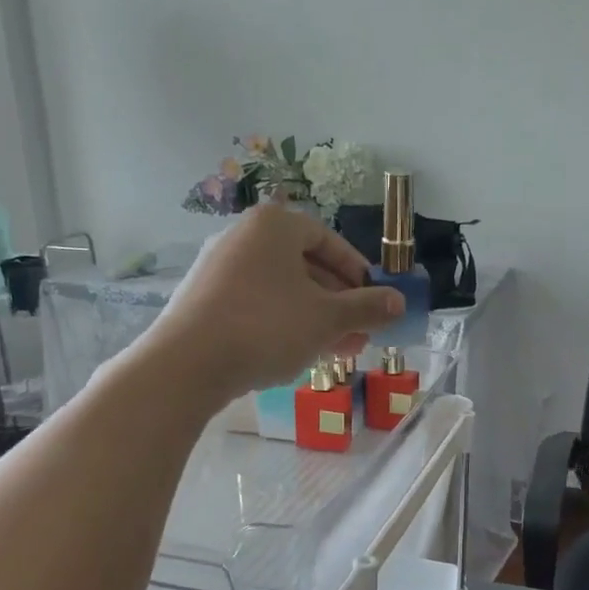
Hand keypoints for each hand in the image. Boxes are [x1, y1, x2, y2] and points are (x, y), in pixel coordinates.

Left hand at [142, 206, 404, 401]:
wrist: (188, 364)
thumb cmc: (267, 326)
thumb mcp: (327, 318)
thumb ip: (366, 307)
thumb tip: (400, 302)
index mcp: (274, 225)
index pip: (327, 239)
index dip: (357, 270)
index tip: (375, 300)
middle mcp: (243, 237)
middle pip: (304, 265)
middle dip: (339, 302)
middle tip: (360, 332)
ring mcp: (219, 268)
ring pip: (282, 289)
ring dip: (316, 317)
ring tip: (338, 350)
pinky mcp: (204, 299)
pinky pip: (256, 303)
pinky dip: (284, 322)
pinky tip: (299, 353)